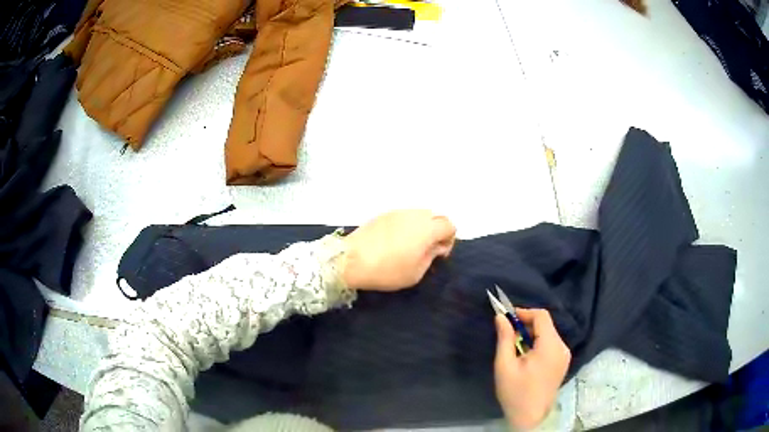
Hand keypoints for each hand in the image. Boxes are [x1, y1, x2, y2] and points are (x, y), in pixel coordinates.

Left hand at [342, 210, 455, 290]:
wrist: (351, 260)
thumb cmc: (387, 270)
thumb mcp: (416, 272)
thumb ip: (431, 256)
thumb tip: (436, 246)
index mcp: (427, 229)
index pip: (449, 225)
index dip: (449, 240)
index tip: (438, 255)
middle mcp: (414, 215)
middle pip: (436, 217)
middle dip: (436, 232)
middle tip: (426, 250)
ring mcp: (397, 212)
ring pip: (419, 215)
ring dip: (421, 228)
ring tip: (409, 246)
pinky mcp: (383, 214)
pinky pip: (403, 217)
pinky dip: (406, 226)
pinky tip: (394, 242)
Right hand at [494, 309, 570, 429]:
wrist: (530, 418)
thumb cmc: (516, 393)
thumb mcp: (505, 366)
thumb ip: (505, 339)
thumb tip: (501, 317)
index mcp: (550, 346)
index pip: (542, 316)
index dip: (524, 312)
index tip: (507, 318)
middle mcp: (562, 347)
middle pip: (546, 325)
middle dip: (526, 325)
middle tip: (508, 335)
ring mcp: (564, 356)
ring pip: (549, 334)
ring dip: (532, 335)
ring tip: (514, 348)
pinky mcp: (562, 363)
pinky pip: (551, 344)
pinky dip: (538, 344)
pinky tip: (526, 357)